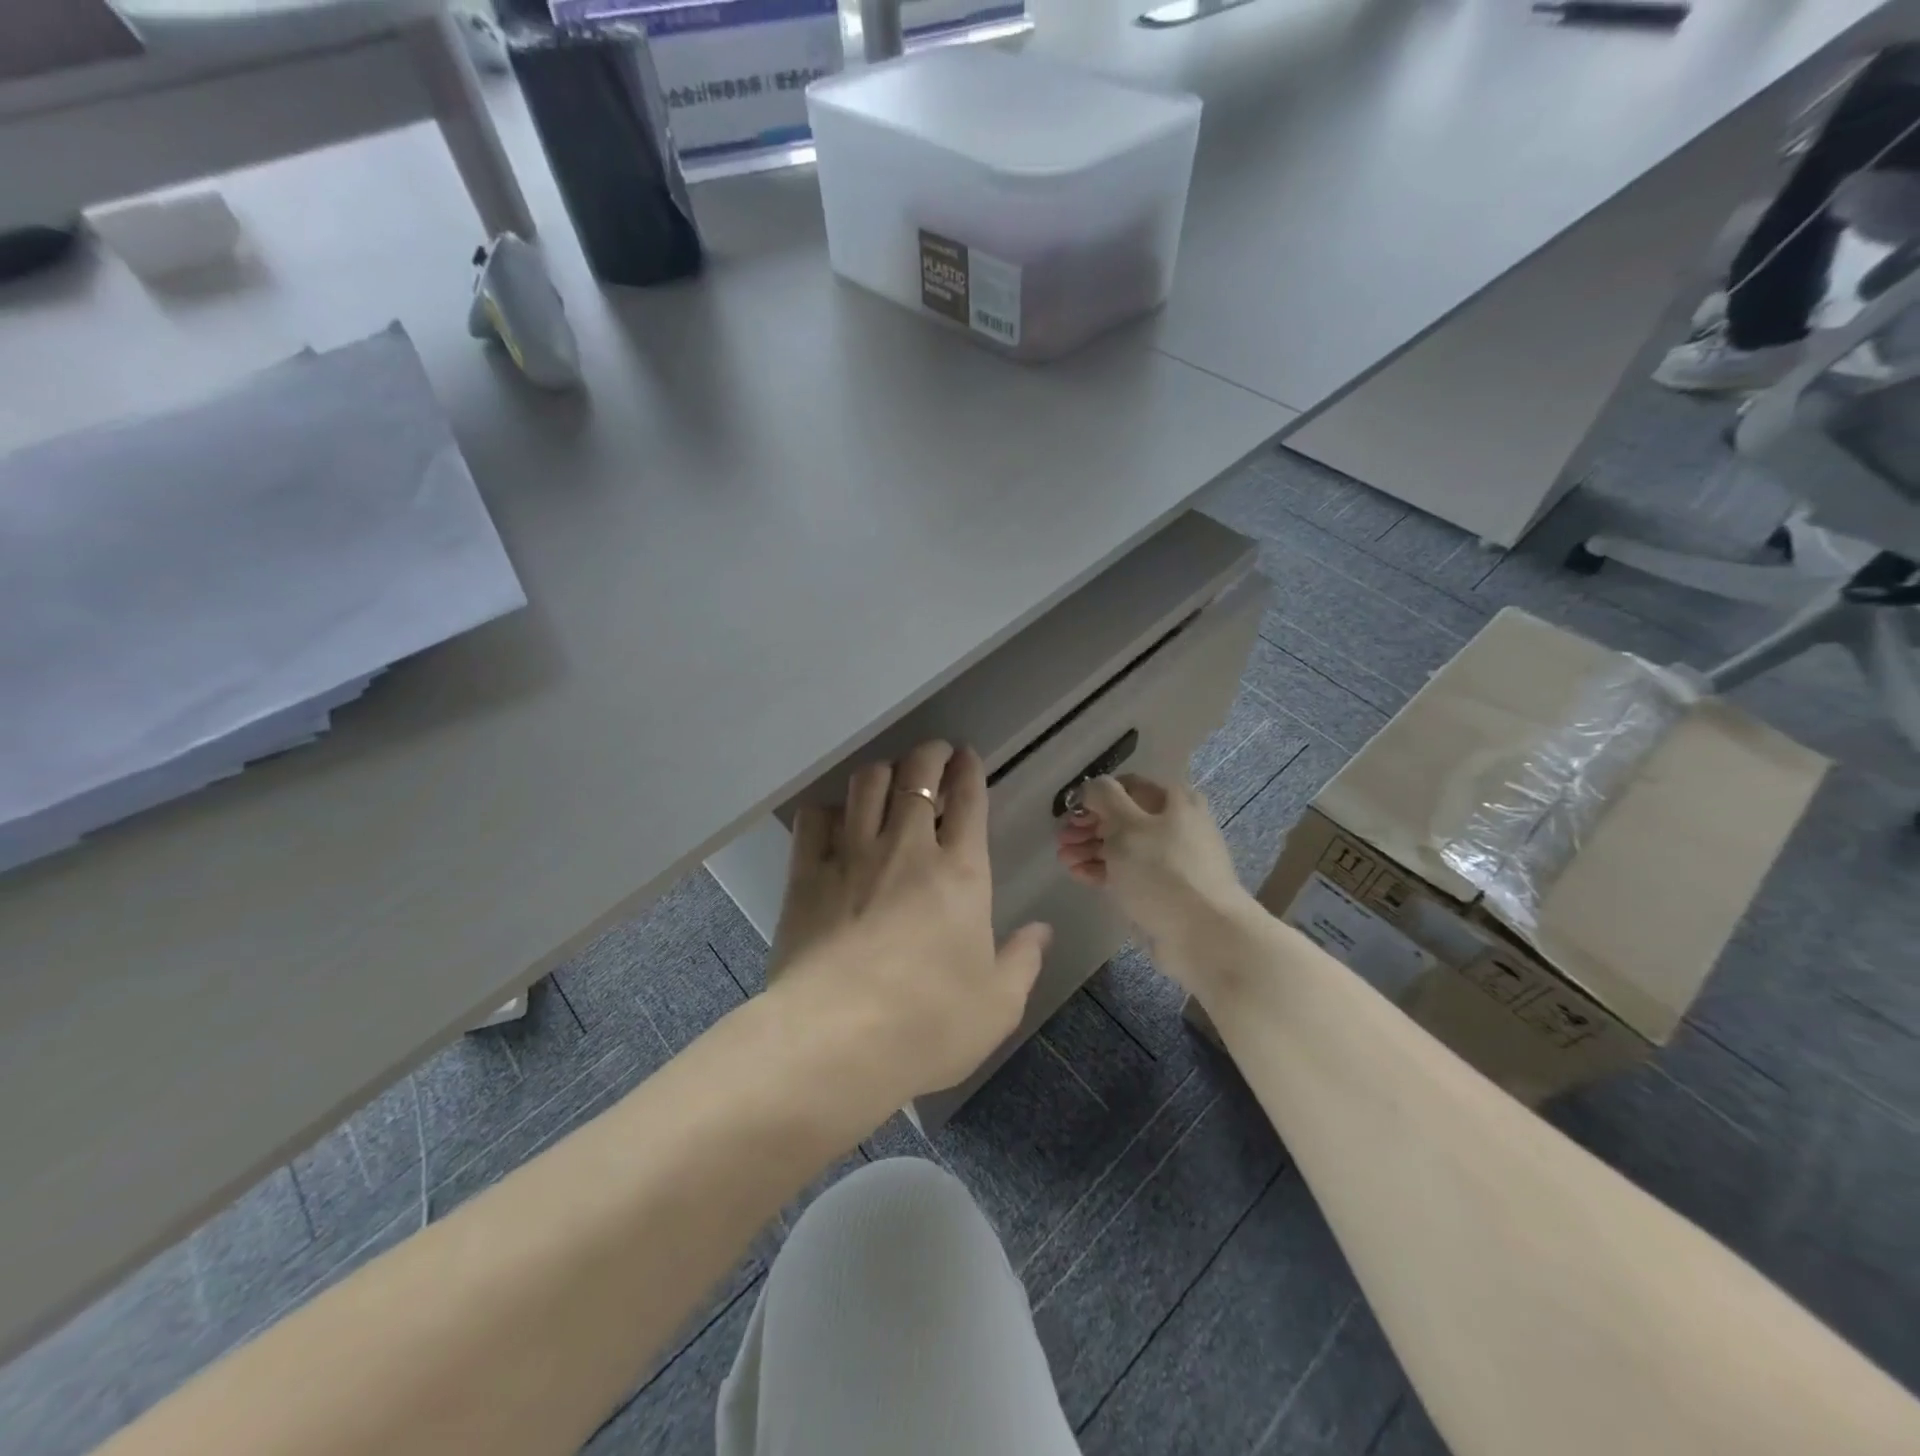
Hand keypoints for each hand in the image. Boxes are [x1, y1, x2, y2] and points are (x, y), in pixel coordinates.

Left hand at [766, 741, 1051, 1113]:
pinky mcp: (805, 874)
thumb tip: (1041, 931)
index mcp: (960, 873)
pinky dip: (828, 809)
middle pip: (916, 776)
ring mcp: (851, 856)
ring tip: (889, 775)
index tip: (967, 756)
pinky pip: (814, 819)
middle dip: (928, 755)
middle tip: (934, 753)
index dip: (969, 771)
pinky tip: (835, 817)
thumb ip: (1023, 960)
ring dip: (883, 771)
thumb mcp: (997, 1004)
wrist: (837, 1040)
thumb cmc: (929, 1025)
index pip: (969, 801)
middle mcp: (906, 849)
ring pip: (866, 785)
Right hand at [1054, 774, 1253, 988]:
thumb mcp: (1127, 825)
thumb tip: (1091, 787)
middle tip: (1062, 838)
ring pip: (1123, 847)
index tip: (1071, 811)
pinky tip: (1078, 874)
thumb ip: (1104, 798)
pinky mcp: (1163, 890)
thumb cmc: (1163, 870)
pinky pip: (1128, 873)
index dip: (1095, 796)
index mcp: (1174, 801)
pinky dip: (1102, 871)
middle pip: (1123, 818)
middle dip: (1089, 826)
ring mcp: (1170, 860)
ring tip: (1064, 859)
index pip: (1127, 786)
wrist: (1204, 934)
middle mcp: (1175, 825)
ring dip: (1091, 849)